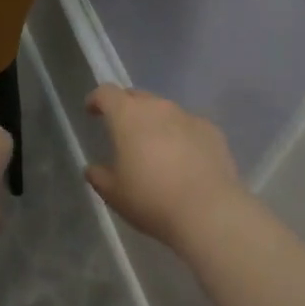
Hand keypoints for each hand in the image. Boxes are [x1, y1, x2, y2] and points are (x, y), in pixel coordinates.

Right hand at [84, 85, 245, 247]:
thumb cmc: (151, 199)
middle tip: (123, 130)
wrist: (208, 211)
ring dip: (155, 122)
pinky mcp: (212, 131)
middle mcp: (158, 108)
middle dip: (126, 108)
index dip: (97, 100)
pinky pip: (189, 126)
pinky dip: (181, 135)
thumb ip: (100, 177)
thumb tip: (93, 169)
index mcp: (128, 116)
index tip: (92, 110)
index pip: (107, 93)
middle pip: (137, 97)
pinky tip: (184, 159)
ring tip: (155, 147)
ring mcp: (188, 117)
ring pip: (165, 110)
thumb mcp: (114, 194)